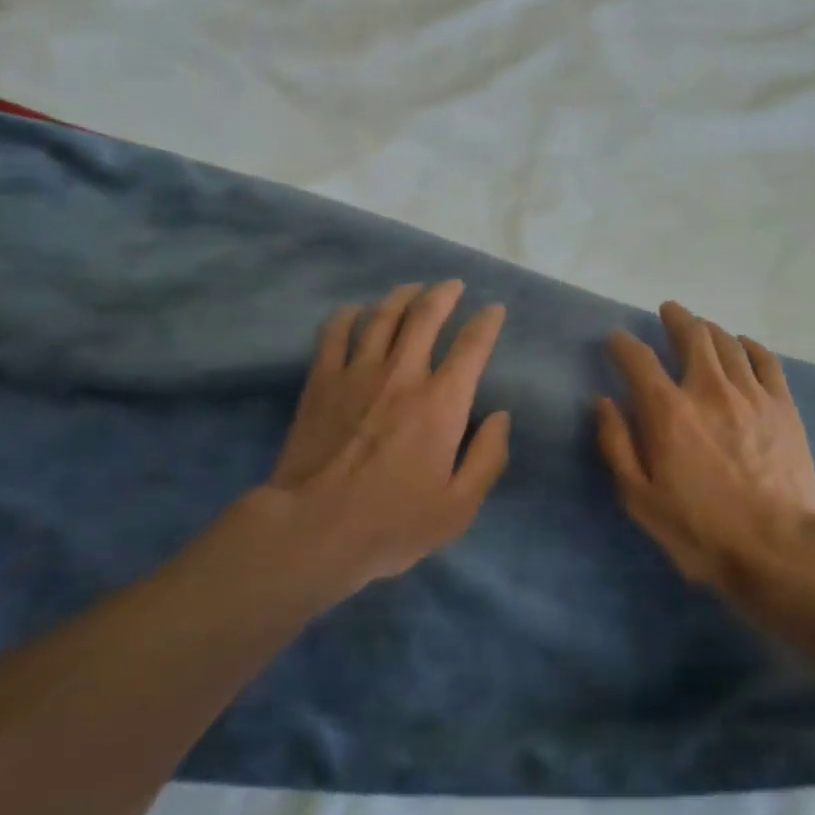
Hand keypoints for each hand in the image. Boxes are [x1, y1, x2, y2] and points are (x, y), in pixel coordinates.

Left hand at [225, 280, 510, 597]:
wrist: (313, 529)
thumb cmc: (392, 523)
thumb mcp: (459, 507)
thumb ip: (488, 458)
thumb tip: (501, 416)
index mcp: (442, 403)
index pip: (472, 346)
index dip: (487, 322)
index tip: (494, 310)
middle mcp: (403, 374)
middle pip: (426, 315)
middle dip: (444, 294)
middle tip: (453, 285)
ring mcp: (357, 373)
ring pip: (382, 315)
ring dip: (402, 295)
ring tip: (413, 288)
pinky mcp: (321, 381)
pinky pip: (335, 332)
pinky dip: (348, 314)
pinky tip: (356, 310)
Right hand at [597, 301, 814, 587]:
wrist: (780, 546)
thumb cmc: (701, 529)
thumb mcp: (641, 498)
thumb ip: (618, 445)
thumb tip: (604, 401)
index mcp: (668, 411)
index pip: (638, 359)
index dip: (622, 343)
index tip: (616, 338)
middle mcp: (708, 389)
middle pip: (691, 335)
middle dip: (675, 318)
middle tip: (668, 311)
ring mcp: (751, 393)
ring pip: (728, 342)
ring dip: (710, 328)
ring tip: (701, 326)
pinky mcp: (783, 405)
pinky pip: (765, 360)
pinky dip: (750, 346)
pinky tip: (743, 345)